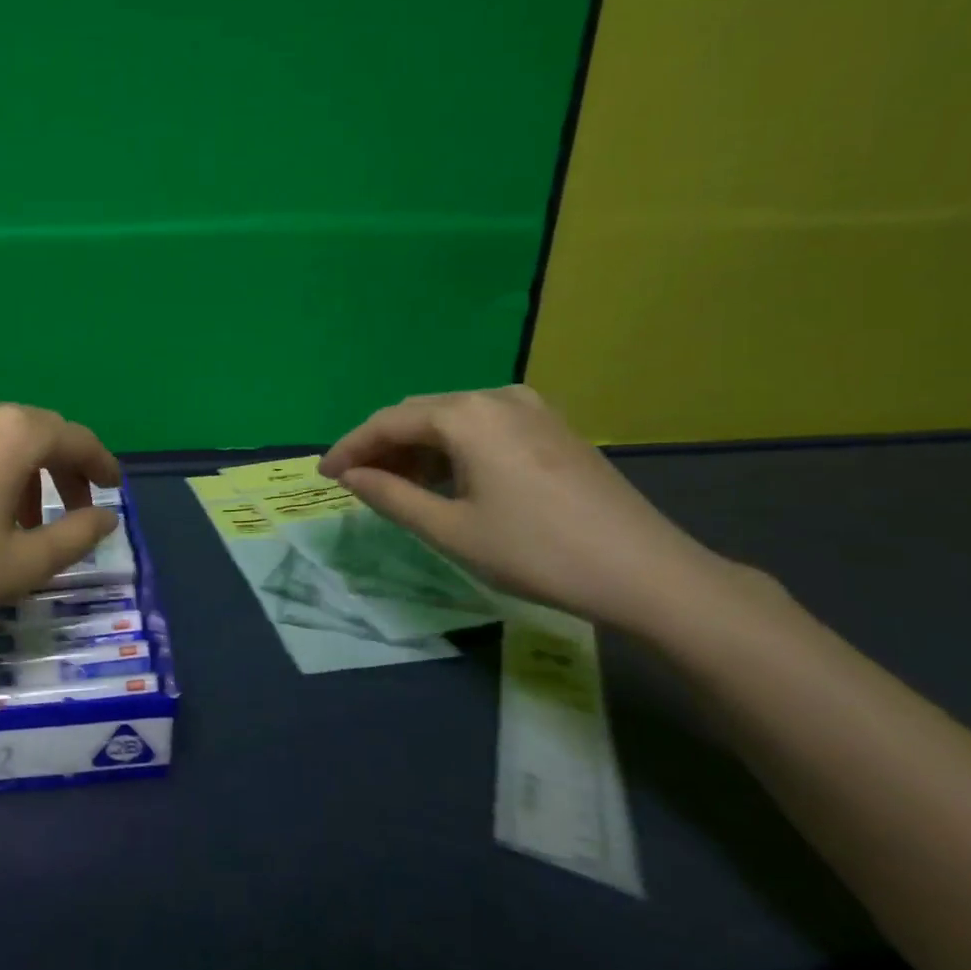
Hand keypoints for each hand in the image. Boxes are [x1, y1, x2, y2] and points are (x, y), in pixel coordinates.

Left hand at [0, 395, 121, 649]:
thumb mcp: (20, 566)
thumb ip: (76, 536)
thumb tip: (107, 515)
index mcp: (11, 434)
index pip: (75, 438)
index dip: (101, 464)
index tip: (114, 490)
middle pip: (36, 431)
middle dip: (61, 469)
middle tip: (72, 511)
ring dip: (21, 470)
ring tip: (19, 520)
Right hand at [319, 386, 743, 634]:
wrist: (647, 573)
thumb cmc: (536, 551)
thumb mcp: (450, 530)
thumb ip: (390, 496)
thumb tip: (351, 476)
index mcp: (465, 414)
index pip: (387, 422)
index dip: (350, 448)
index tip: (324, 475)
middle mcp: (494, 397)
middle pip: (418, 414)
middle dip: (382, 447)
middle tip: (357, 484)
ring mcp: (530, 408)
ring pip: (451, 419)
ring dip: (417, 449)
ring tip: (398, 488)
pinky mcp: (552, 427)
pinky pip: (483, 427)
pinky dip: (452, 449)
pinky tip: (448, 480)